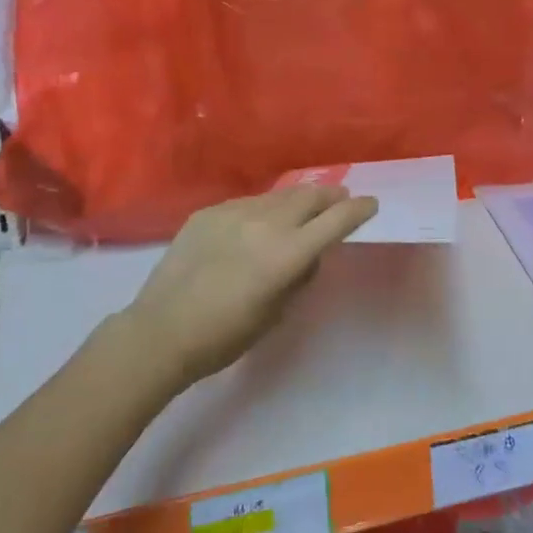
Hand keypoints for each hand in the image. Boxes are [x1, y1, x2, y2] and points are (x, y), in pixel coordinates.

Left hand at [121, 186, 378, 386]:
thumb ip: (301, 276)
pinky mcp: (208, 212)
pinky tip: (258, 222)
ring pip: (278, 196)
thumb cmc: (226, 336)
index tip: (371, 205)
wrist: (161, 331)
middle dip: (331, 196)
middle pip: (310, 196)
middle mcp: (265, 223)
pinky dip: (263, 209)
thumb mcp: (277, 313)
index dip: (358, 210)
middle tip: (339, 199)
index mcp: (288, 253)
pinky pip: (247, 203)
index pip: (336, 220)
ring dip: (298, 200)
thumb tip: (311, 254)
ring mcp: (234, 213)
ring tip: (303, 206)